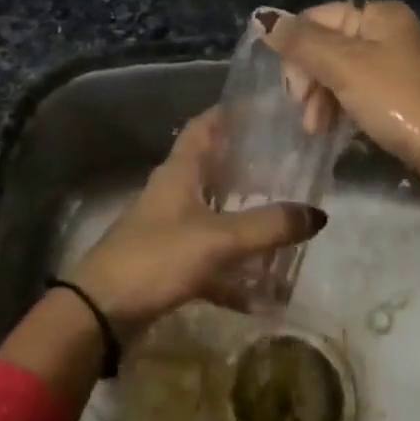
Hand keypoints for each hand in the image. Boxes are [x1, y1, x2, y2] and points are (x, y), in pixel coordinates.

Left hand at [67, 109, 326, 337]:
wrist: (102, 310)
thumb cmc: (157, 258)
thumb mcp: (218, 239)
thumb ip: (268, 226)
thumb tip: (317, 213)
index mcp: (179, 172)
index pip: (205, 126)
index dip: (231, 113)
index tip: (266, 110)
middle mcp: (173, 192)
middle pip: (214, 169)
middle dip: (249, 168)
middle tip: (290, 169)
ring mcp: (169, 228)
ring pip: (215, 215)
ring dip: (245, 222)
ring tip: (286, 226)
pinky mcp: (168, 262)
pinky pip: (210, 260)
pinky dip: (234, 273)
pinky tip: (263, 295)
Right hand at [258, 1, 419, 177]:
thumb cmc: (398, 100)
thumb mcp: (344, 67)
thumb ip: (301, 42)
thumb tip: (263, 18)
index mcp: (378, 14)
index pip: (316, 18)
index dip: (296, 50)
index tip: (293, 90)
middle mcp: (387, 32)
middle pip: (326, 45)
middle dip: (308, 79)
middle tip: (304, 113)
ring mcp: (395, 64)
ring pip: (338, 72)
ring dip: (320, 98)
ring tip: (316, 129)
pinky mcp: (400, 95)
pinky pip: (357, 92)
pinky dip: (340, 107)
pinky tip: (332, 129)